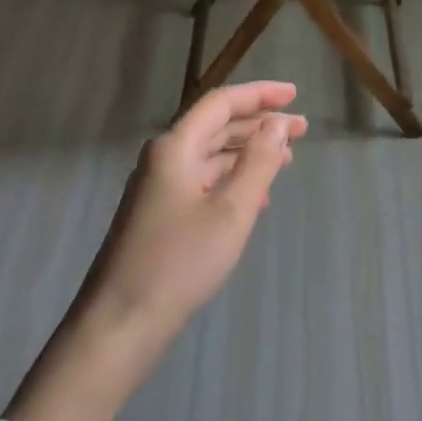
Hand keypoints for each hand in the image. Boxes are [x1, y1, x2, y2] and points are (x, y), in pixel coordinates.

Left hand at [78, 80, 307, 341]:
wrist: (120, 325)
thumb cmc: (179, 262)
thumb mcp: (231, 210)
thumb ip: (258, 162)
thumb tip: (277, 123)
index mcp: (175, 148)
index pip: (221, 103)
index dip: (259, 94)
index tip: (294, 94)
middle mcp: (164, 159)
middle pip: (217, 127)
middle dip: (260, 125)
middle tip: (301, 130)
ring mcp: (159, 189)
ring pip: (211, 157)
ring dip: (249, 154)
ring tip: (286, 160)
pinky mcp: (160, 216)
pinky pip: (204, 183)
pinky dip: (233, 182)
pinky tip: (258, 199)